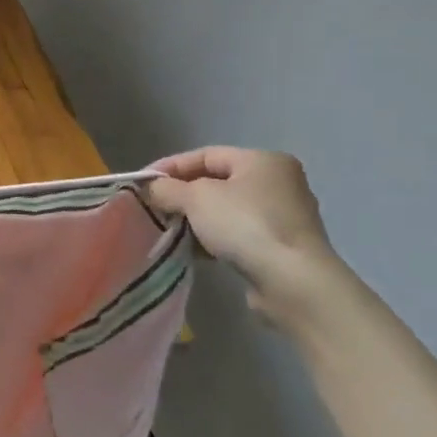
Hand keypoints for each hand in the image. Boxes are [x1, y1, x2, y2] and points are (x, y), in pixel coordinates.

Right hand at [143, 147, 341, 318]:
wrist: (293, 281)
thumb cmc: (245, 225)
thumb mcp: (195, 198)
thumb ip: (167, 188)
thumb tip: (151, 189)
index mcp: (263, 160)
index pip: (205, 154)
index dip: (170, 166)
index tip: (142, 183)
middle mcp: (279, 182)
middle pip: (216, 182)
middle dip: (182, 194)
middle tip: (154, 207)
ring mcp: (284, 216)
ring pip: (226, 210)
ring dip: (196, 219)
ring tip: (170, 230)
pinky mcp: (283, 246)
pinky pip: (238, 233)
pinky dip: (215, 238)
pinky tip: (195, 250)